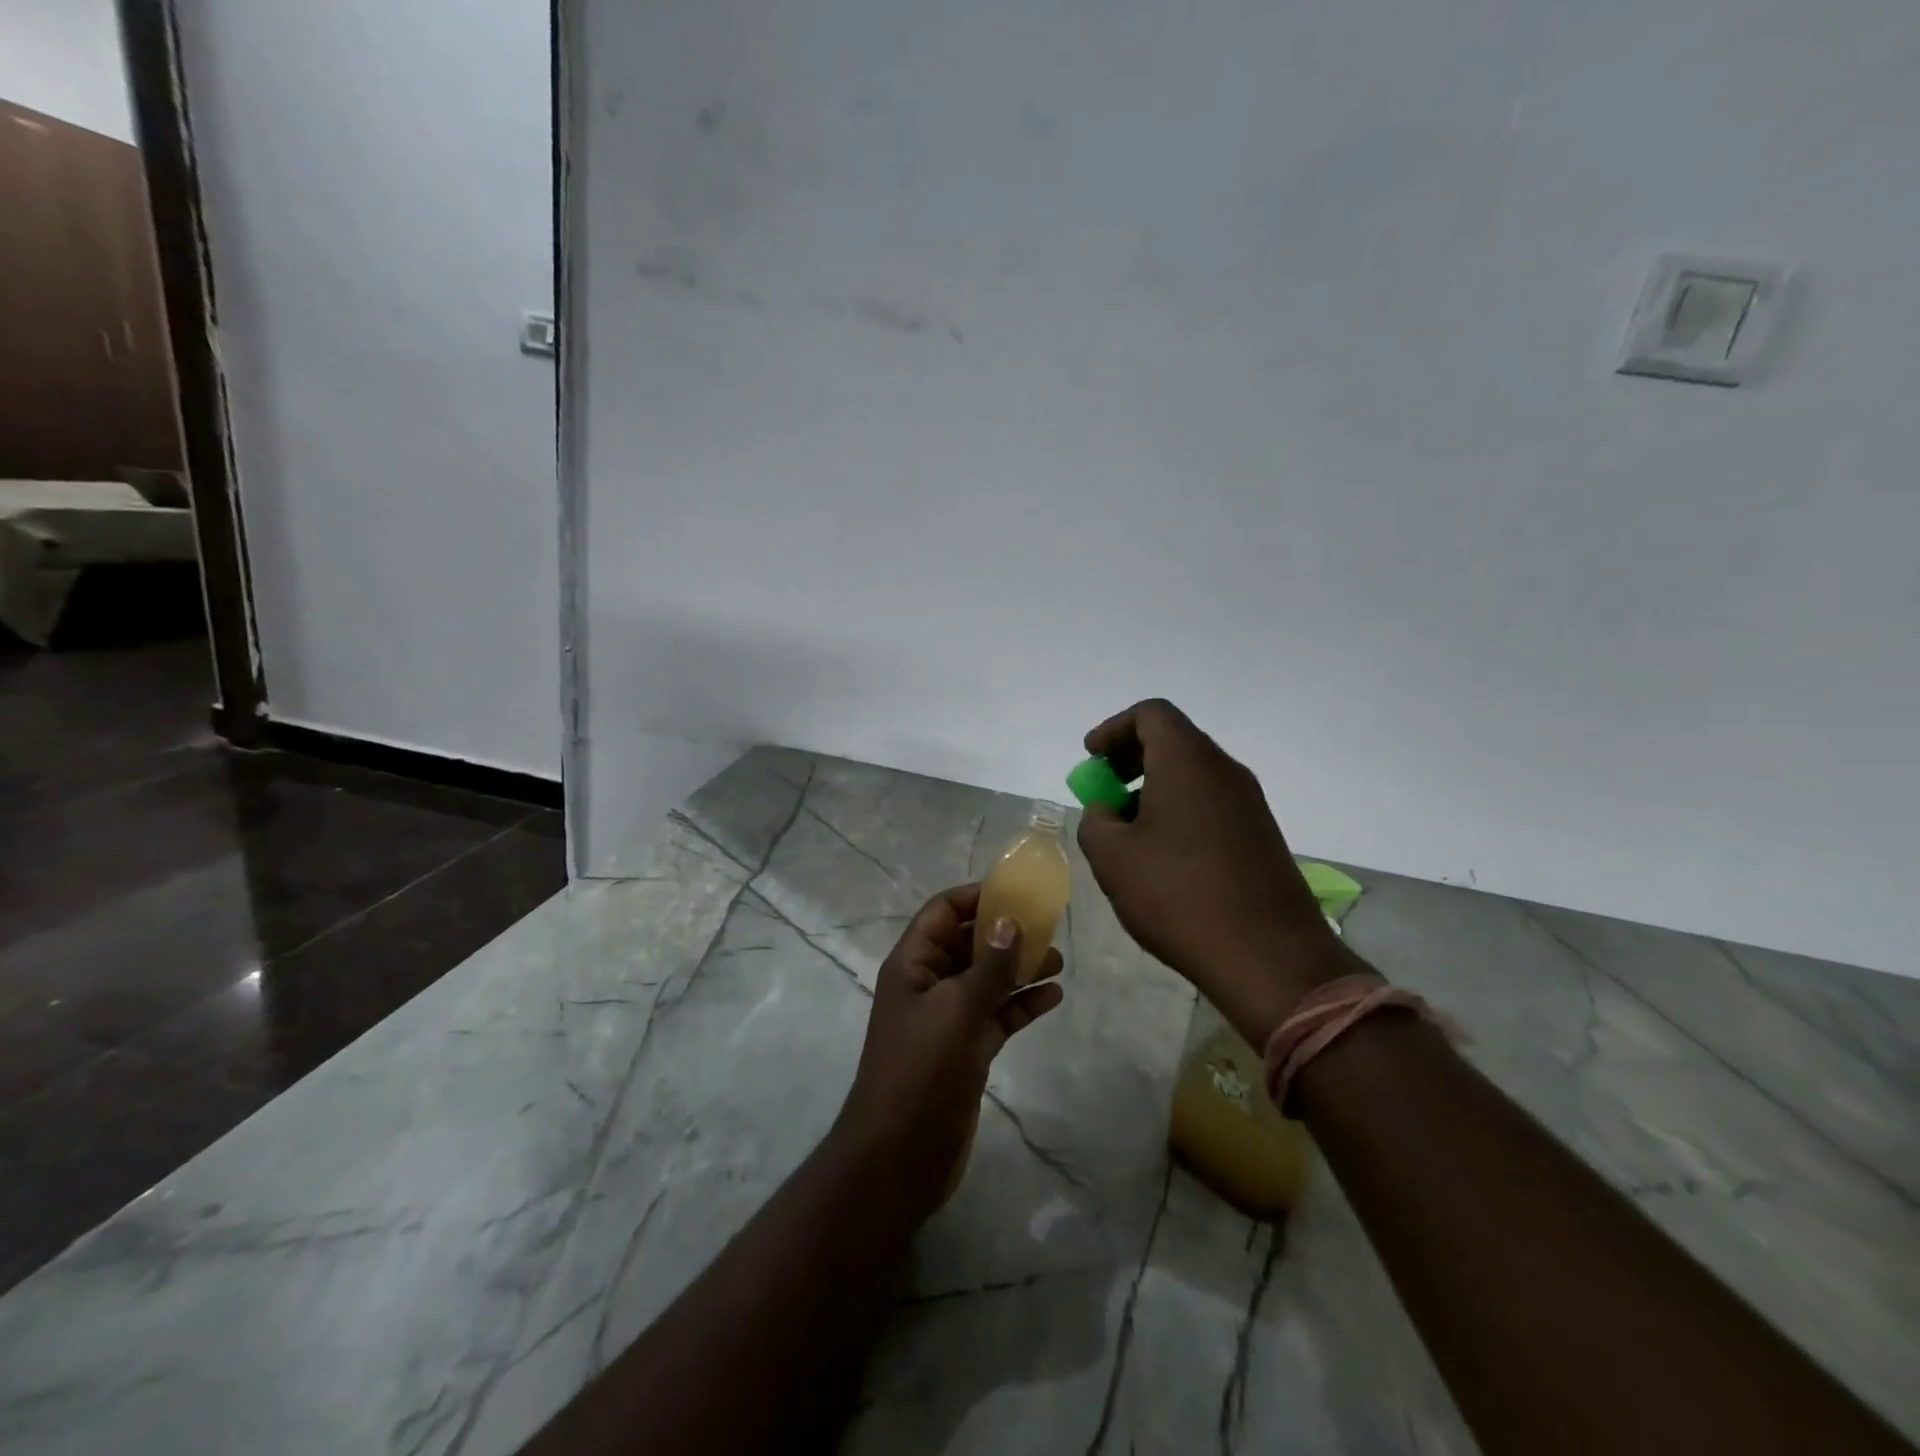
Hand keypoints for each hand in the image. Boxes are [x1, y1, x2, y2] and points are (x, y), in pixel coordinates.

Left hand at [832, 884, 1063, 1221]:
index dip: (976, 897)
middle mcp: (929, 985)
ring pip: (987, 980)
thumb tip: (1010, 921)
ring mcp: (948, 1020)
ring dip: (1020, 968)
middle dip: (1006, 933)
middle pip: (969, 943)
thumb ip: (988, 967)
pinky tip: (1053, 997)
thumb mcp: (955, 1011)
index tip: (1018, 893)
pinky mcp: (967, 1051)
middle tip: (1050, 926)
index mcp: (912, 964)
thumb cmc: (919, 1071)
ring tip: (1059, 960)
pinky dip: (1022, 1005)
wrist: (899, 1157)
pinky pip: (997, 1016)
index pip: (942, 913)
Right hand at [1076, 699, 1362, 1046]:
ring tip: (1128, 830)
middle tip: (1105, 789)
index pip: (1151, 714)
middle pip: (1174, 740)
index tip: (1091, 758)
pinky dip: (1181, 810)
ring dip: (1155, 788)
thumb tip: (1107, 811)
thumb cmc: (1178, 895)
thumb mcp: (1112, 857)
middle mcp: (1224, 770)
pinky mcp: (1262, 835)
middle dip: (1132, 758)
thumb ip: (1096, 820)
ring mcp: (1249, 803)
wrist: (1268, 956)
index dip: (1114, 729)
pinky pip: (1212, 803)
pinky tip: (1164, 855)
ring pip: (1194, 774)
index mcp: (1187, 761)